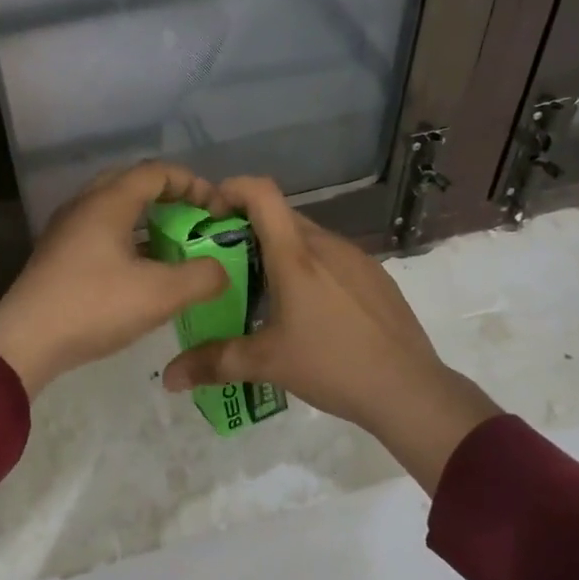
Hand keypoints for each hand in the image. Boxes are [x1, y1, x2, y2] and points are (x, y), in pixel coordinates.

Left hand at [0, 162, 229, 395]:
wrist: (25, 341)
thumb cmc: (95, 307)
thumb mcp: (161, 294)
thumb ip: (201, 277)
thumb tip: (220, 270)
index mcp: (109, 201)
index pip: (157, 172)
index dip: (193, 184)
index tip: (216, 210)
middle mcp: (85, 204)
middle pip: (133, 183)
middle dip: (170, 197)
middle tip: (195, 220)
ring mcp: (67, 229)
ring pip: (115, 208)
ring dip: (148, 220)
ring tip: (174, 246)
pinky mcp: (58, 254)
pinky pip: (101, 231)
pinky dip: (128, 239)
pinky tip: (141, 270)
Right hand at [161, 176, 501, 490]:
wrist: (410, 390)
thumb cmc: (333, 365)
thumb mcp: (266, 364)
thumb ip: (213, 363)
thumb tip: (168, 377)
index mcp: (296, 255)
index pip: (262, 192)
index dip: (232, 189)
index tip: (211, 216)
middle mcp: (326, 244)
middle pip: (280, 216)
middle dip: (248, 230)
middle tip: (227, 267)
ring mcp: (356, 257)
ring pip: (307, 237)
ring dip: (280, 252)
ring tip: (266, 294)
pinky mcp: (375, 276)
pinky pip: (332, 257)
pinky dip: (310, 268)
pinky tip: (310, 312)